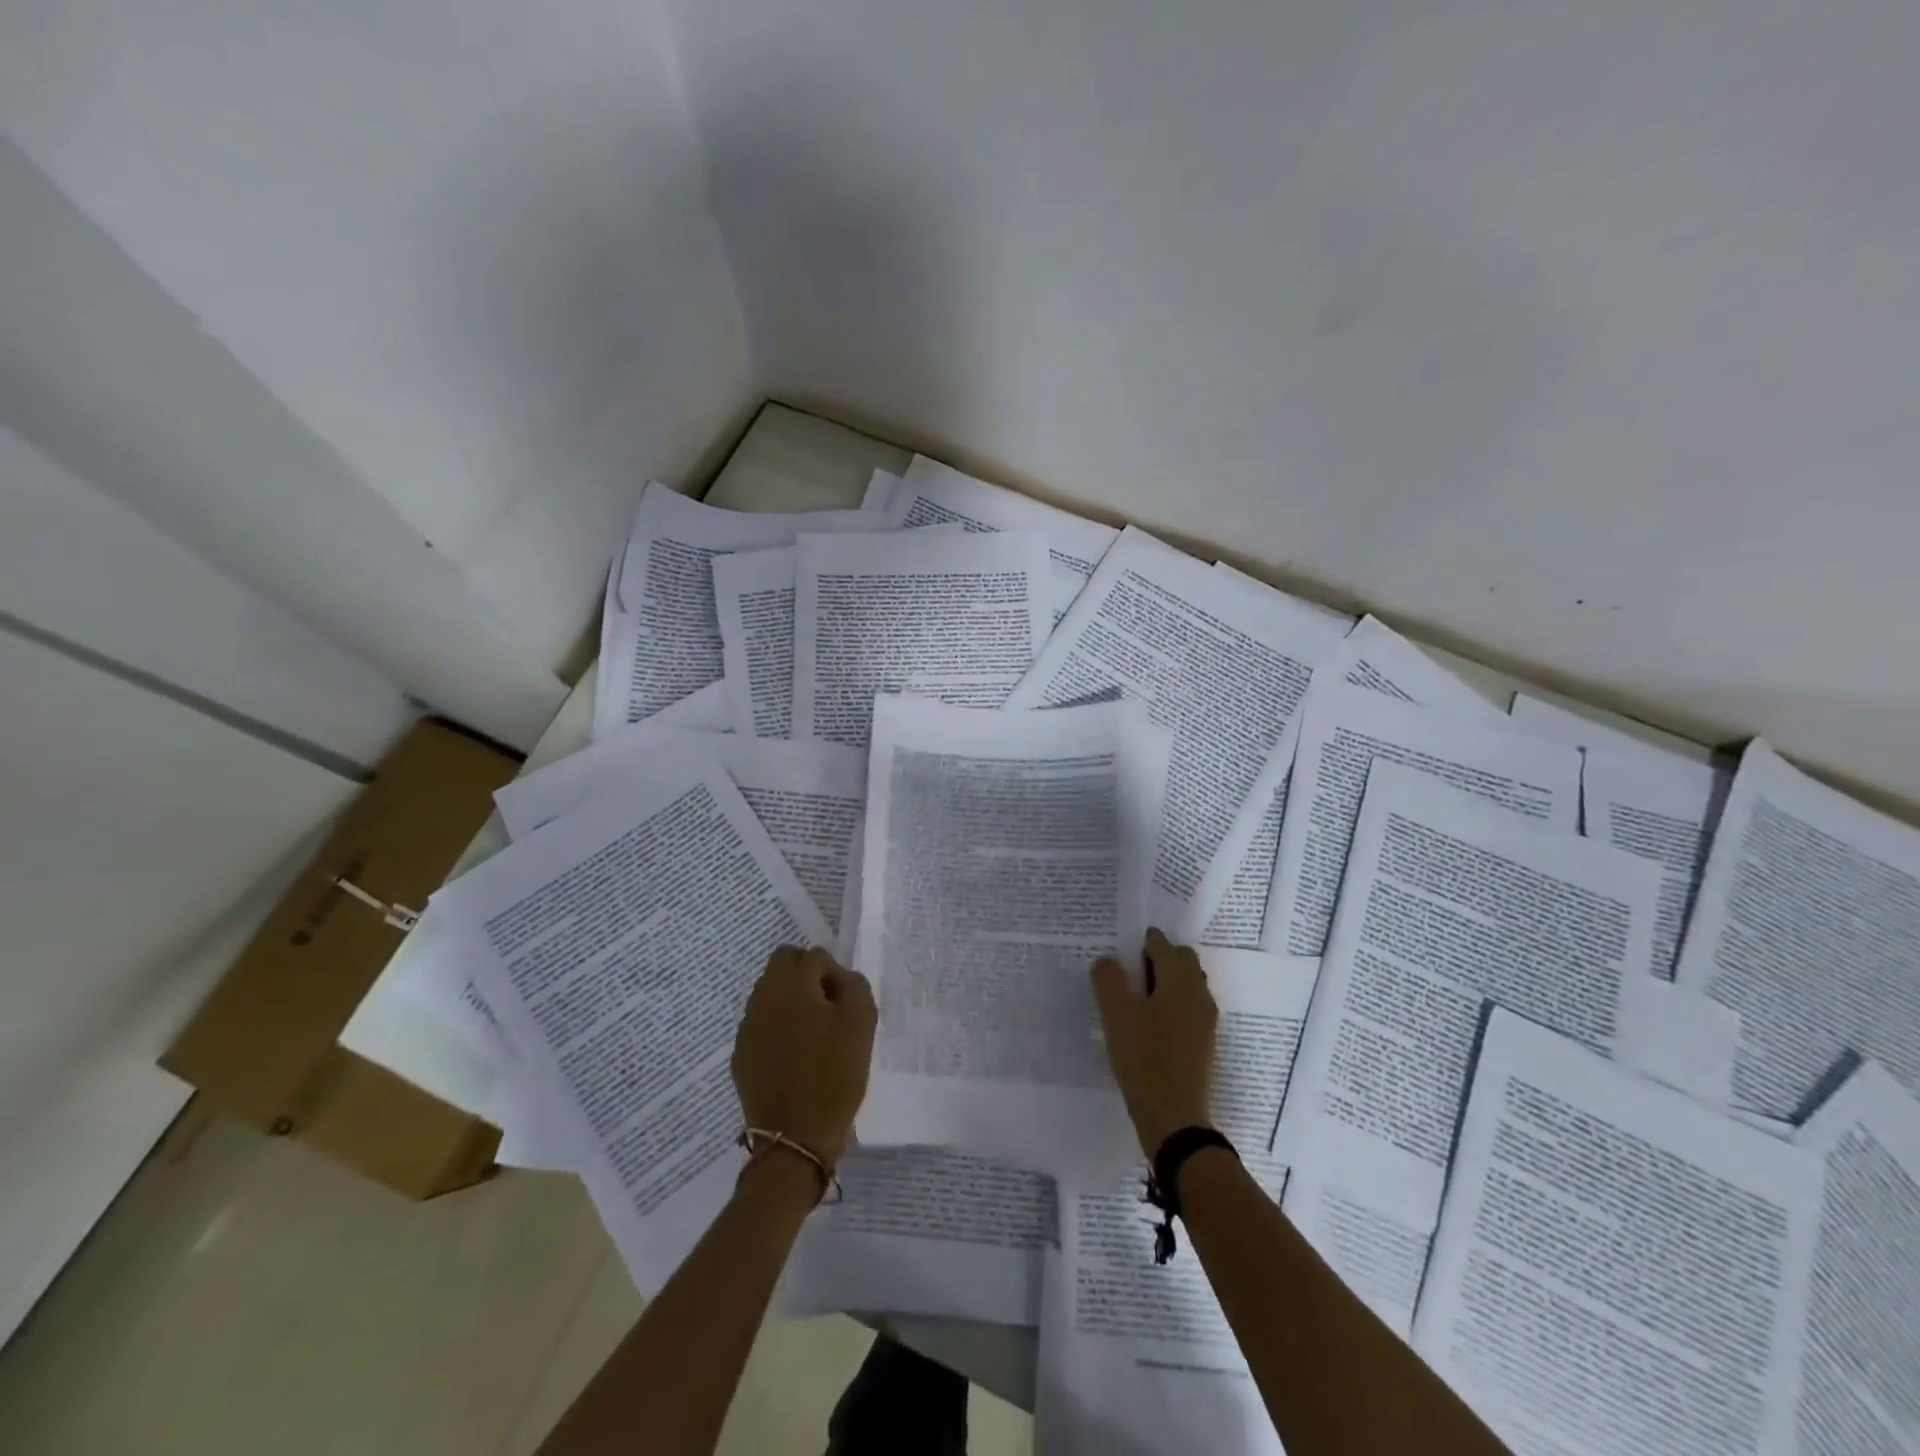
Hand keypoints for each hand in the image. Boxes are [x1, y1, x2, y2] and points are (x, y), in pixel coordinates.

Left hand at [731, 945, 876, 1170]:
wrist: (796, 1137)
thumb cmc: (834, 1075)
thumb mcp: (861, 1024)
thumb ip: (854, 986)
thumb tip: (840, 978)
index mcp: (792, 985)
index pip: (814, 956)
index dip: (835, 974)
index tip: (845, 1003)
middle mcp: (763, 998)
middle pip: (783, 963)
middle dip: (806, 975)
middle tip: (827, 1007)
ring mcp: (747, 1028)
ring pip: (769, 993)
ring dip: (790, 1001)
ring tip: (813, 1034)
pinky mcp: (741, 1055)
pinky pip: (761, 1025)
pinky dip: (777, 1028)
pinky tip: (794, 1057)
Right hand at [1091, 928, 1218, 1157]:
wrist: (1174, 1117)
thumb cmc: (1144, 1058)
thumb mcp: (1117, 1014)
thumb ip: (1109, 979)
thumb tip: (1107, 961)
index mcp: (1180, 980)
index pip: (1162, 944)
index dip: (1141, 940)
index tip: (1120, 946)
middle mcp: (1198, 994)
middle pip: (1181, 961)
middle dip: (1158, 957)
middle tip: (1127, 969)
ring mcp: (1205, 1021)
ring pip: (1186, 985)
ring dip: (1165, 981)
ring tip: (1134, 996)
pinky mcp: (1202, 1043)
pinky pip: (1187, 1008)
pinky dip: (1170, 1003)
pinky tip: (1148, 1022)